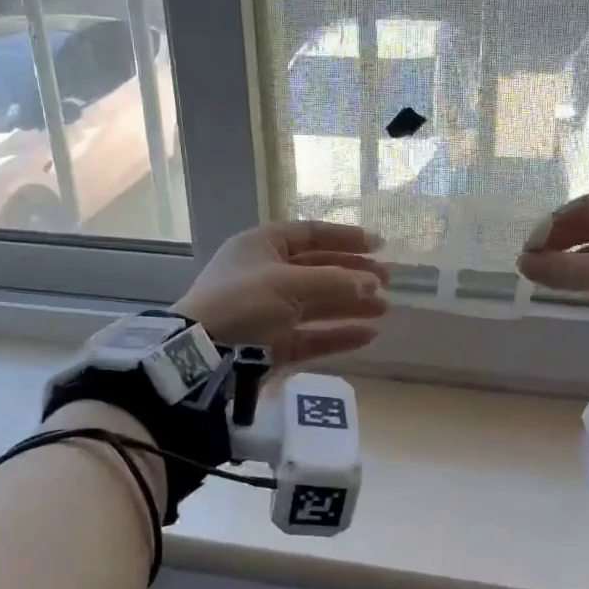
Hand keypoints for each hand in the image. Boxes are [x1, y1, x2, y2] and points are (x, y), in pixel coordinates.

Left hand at [177, 220, 388, 367]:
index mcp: (262, 246)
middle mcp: (266, 275)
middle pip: (318, 269)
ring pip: (318, 303)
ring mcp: (269, 311)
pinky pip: (312, 335)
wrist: (201, 354)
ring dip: (351, 304)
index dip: (345, 237)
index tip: (379, 245)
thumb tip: (370, 283)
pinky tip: (368, 335)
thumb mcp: (289, 283)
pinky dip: (338, 334)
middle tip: (386, 281)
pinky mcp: (273, 344)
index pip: (310, 234)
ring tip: (384, 308)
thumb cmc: (243, 302)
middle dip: (353, 274)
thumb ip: (335, 281)